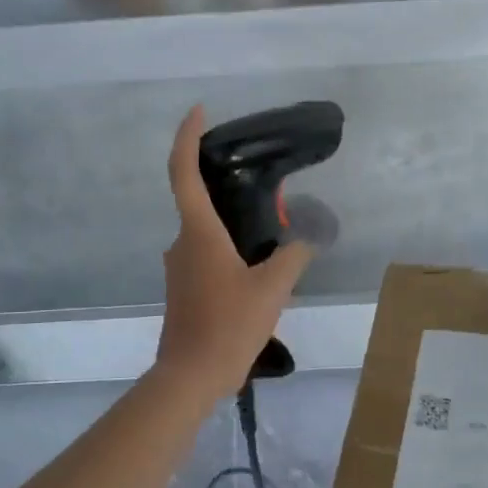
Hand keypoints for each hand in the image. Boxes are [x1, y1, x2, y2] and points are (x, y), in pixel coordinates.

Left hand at [154, 106, 315, 398]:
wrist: (191, 376)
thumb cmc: (228, 325)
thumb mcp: (273, 288)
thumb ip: (294, 254)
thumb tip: (308, 234)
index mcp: (198, 233)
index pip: (183, 172)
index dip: (187, 136)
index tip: (199, 111)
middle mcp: (181, 243)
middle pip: (198, 201)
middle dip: (227, 188)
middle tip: (265, 187)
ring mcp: (178, 267)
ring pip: (205, 233)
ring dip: (232, 226)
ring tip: (271, 233)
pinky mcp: (183, 288)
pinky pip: (205, 255)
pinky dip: (227, 249)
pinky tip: (256, 268)